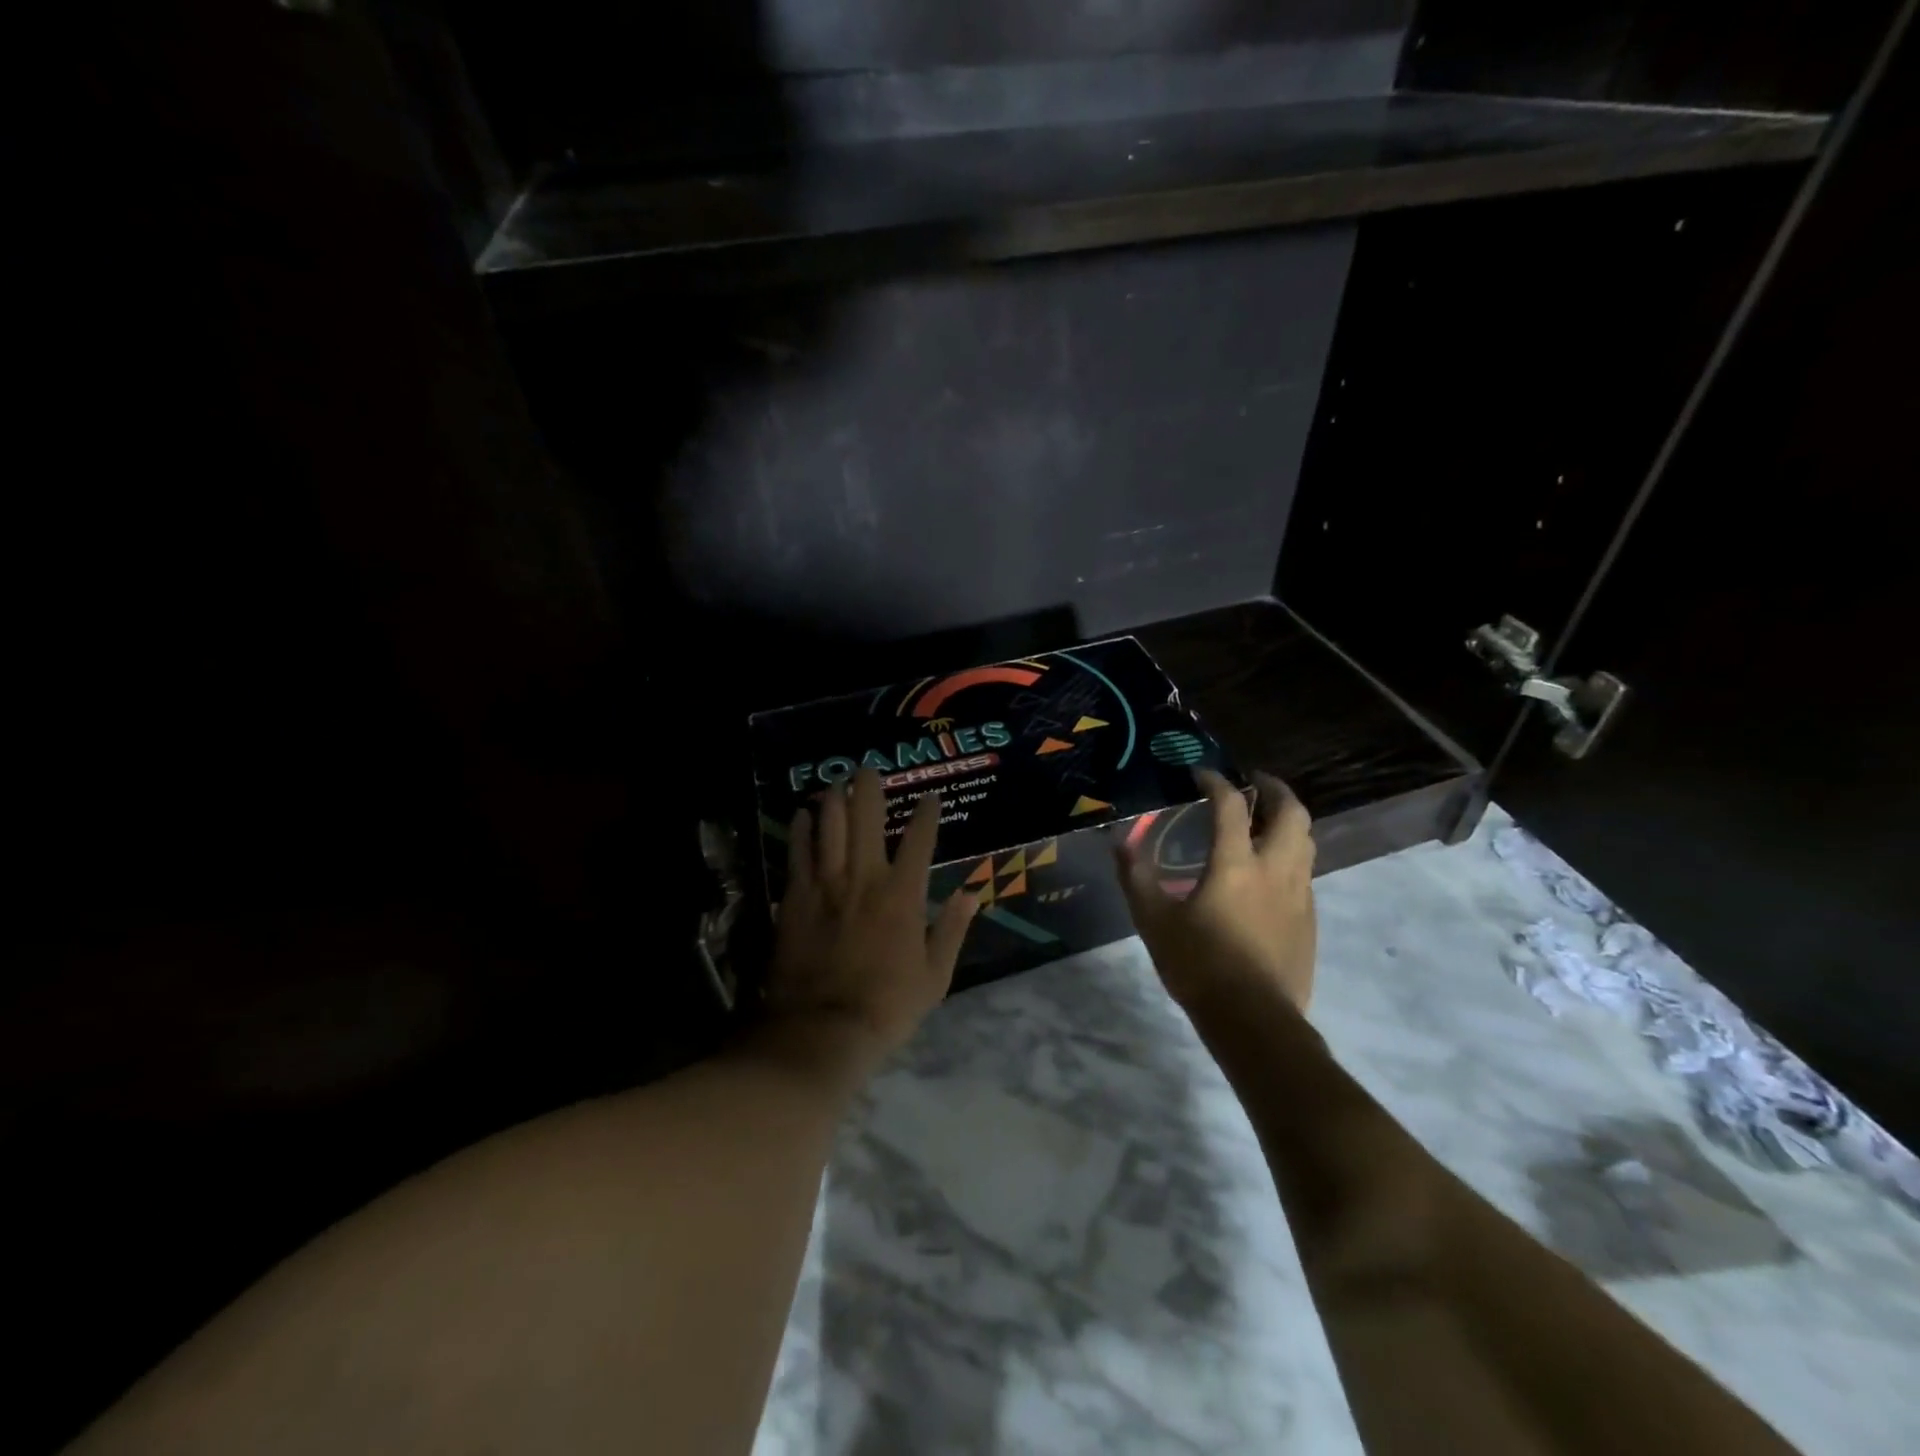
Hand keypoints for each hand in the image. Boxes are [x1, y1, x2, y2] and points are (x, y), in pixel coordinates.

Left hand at [766, 768, 979, 1071]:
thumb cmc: (886, 1006)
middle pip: (867, 818)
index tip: (931, 797)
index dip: (927, 814)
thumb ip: (953, 929)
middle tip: (868, 769)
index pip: (920, 840)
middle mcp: (864, 878)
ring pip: (829, 826)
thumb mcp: (935, 976)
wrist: (822, 1029)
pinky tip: (803, 814)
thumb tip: (972, 893)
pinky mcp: (795, 897)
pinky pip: (798, 852)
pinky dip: (801, 829)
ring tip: (836, 783)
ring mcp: (826, 884)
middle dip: (869, 788)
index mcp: (903, 895)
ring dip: (833, 800)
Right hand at [1116, 770, 1316, 1012]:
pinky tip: (1270, 871)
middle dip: (1274, 788)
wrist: (1254, 1020)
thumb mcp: (1154, 921)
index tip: (1200, 773)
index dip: (1215, 781)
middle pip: (1291, 812)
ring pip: (1306, 841)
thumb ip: (1136, 877)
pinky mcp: (1309, 920)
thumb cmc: (1199, 965)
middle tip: (1253, 782)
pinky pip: (1305, 872)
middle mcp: (1275, 869)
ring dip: (1288, 819)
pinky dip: (1291, 854)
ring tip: (1265, 819)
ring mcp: (1299, 894)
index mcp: (1236, 865)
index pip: (1230, 805)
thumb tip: (1120, 842)